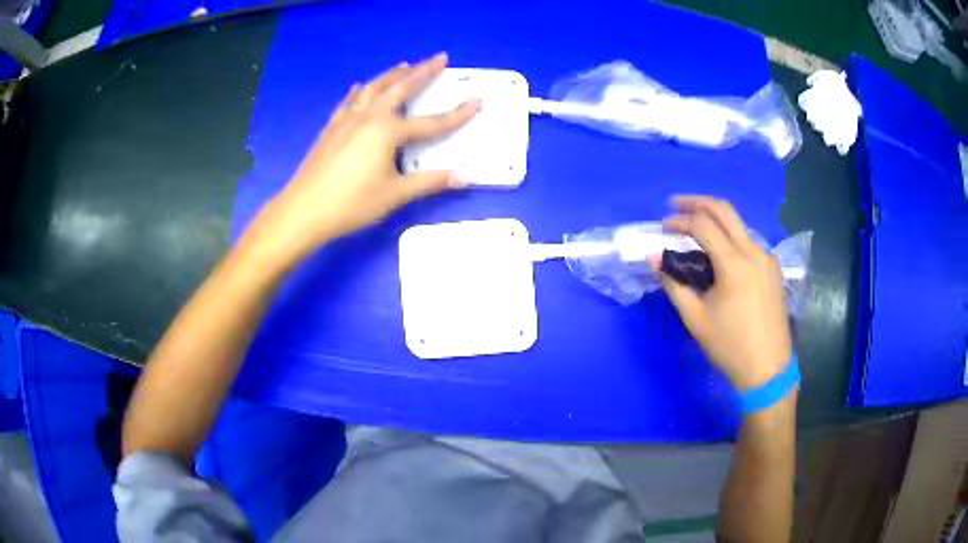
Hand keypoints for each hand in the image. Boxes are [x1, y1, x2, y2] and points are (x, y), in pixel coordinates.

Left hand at [258, 53, 479, 261]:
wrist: (304, 209)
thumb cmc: (352, 203)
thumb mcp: (395, 194)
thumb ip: (430, 181)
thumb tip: (466, 176)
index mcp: (388, 131)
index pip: (431, 122)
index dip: (457, 114)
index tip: (476, 100)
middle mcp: (369, 116)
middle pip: (401, 88)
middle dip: (423, 71)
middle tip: (439, 57)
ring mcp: (347, 119)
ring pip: (374, 88)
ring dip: (392, 75)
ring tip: (405, 65)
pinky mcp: (332, 127)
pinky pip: (349, 101)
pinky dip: (361, 91)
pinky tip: (361, 87)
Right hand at [659, 196, 791, 390]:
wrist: (768, 369)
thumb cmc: (730, 346)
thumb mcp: (695, 318)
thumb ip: (674, 283)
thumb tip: (654, 257)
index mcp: (734, 263)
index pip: (703, 225)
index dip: (679, 221)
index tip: (662, 228)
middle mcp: (754, 251)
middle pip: (725, 210)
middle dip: (697, 202)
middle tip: (675, 205)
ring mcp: (767, 258)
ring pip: (739, 224)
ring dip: (714, 219)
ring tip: (694, 229)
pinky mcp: (772, 268)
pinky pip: (748, 241)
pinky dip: (729, 236)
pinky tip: (719, 252)